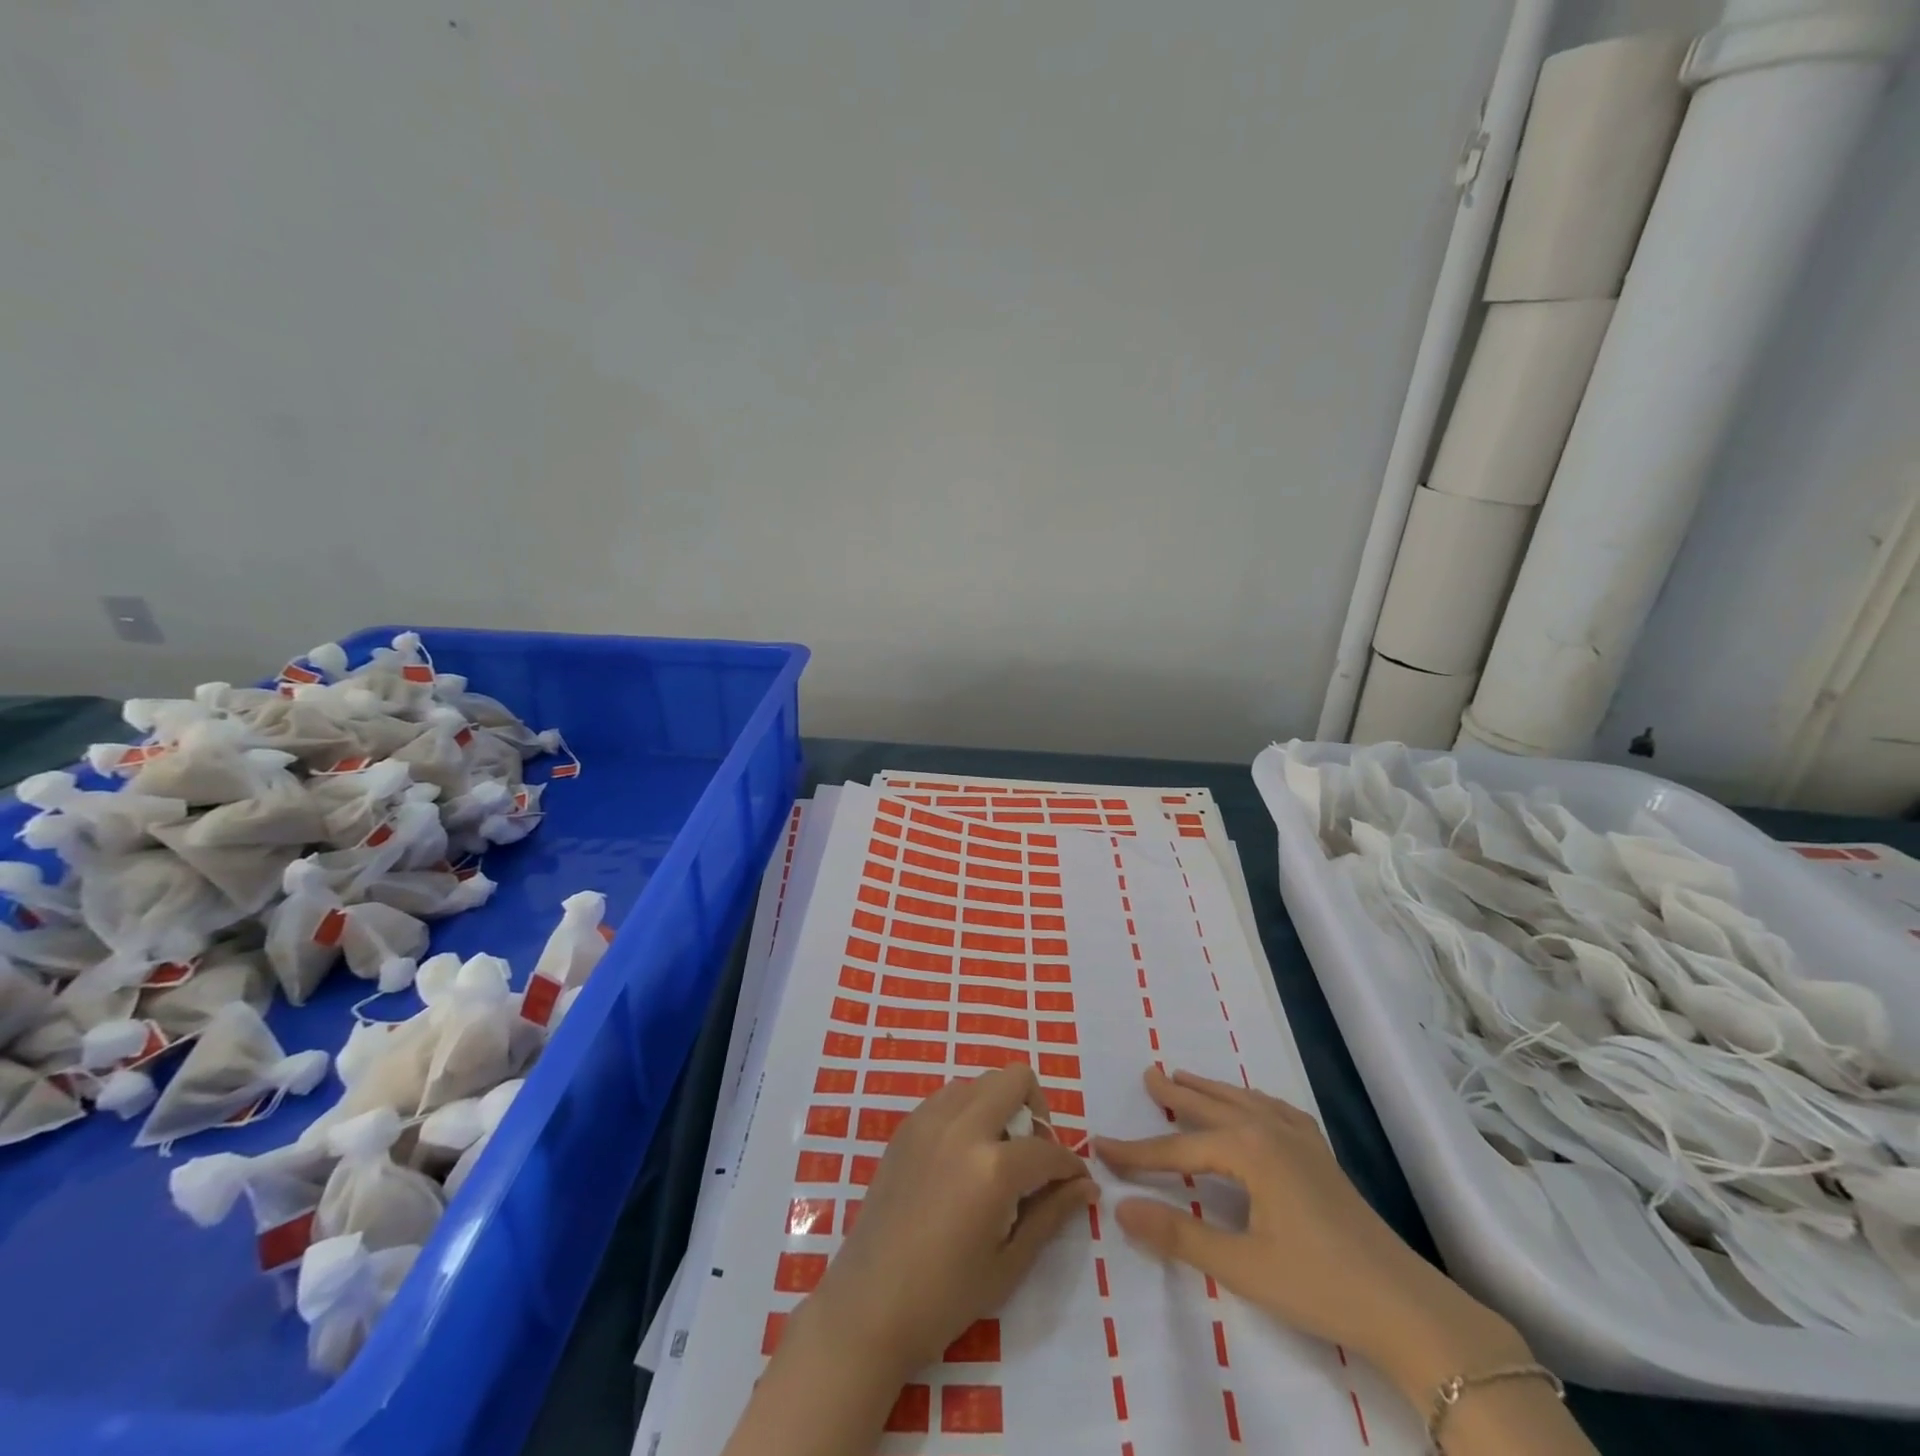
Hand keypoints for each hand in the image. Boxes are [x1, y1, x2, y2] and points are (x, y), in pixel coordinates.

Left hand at [725, 1067, 1094, 1455]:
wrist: (868, 1306)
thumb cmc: (944, 1297)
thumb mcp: (1008, 1263)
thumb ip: (1050, 1214)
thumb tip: (1085, 1186)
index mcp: (992, 1166)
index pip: (1048, 1148)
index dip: (1070, 1166)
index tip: (1076, 1182)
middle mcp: (962, 1126)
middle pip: (1014, 1079)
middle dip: (1036, 1110)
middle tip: (1033, 1154)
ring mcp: (929, 1120)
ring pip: (980, 1082)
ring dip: (999, 1106)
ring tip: (997, 1155)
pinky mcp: (906, 1126)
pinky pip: (949, 1097)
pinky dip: (968, 1112)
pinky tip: (964, 1157)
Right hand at [1096, 1066, 1530, 1402]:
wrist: (1407, 1308)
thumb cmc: (1319, 1284)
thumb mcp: (1241, 1265)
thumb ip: (1178, 1234)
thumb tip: (1119, 1208)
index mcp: (1249, 1150)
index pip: (1177, 1148)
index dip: (1137, 1153)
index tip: (1100, 1147)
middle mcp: (1271, 1130)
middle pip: (1211, 1107)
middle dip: (1176, 1094)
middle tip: (1148, 1074)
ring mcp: (1301, 1139)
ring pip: (1243, 1101)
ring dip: (1211, 1091)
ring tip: (1185, 1079)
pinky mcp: (1321, 1155)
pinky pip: (1274, 1109)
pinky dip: (1250, 1100)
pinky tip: (1252, 1105)